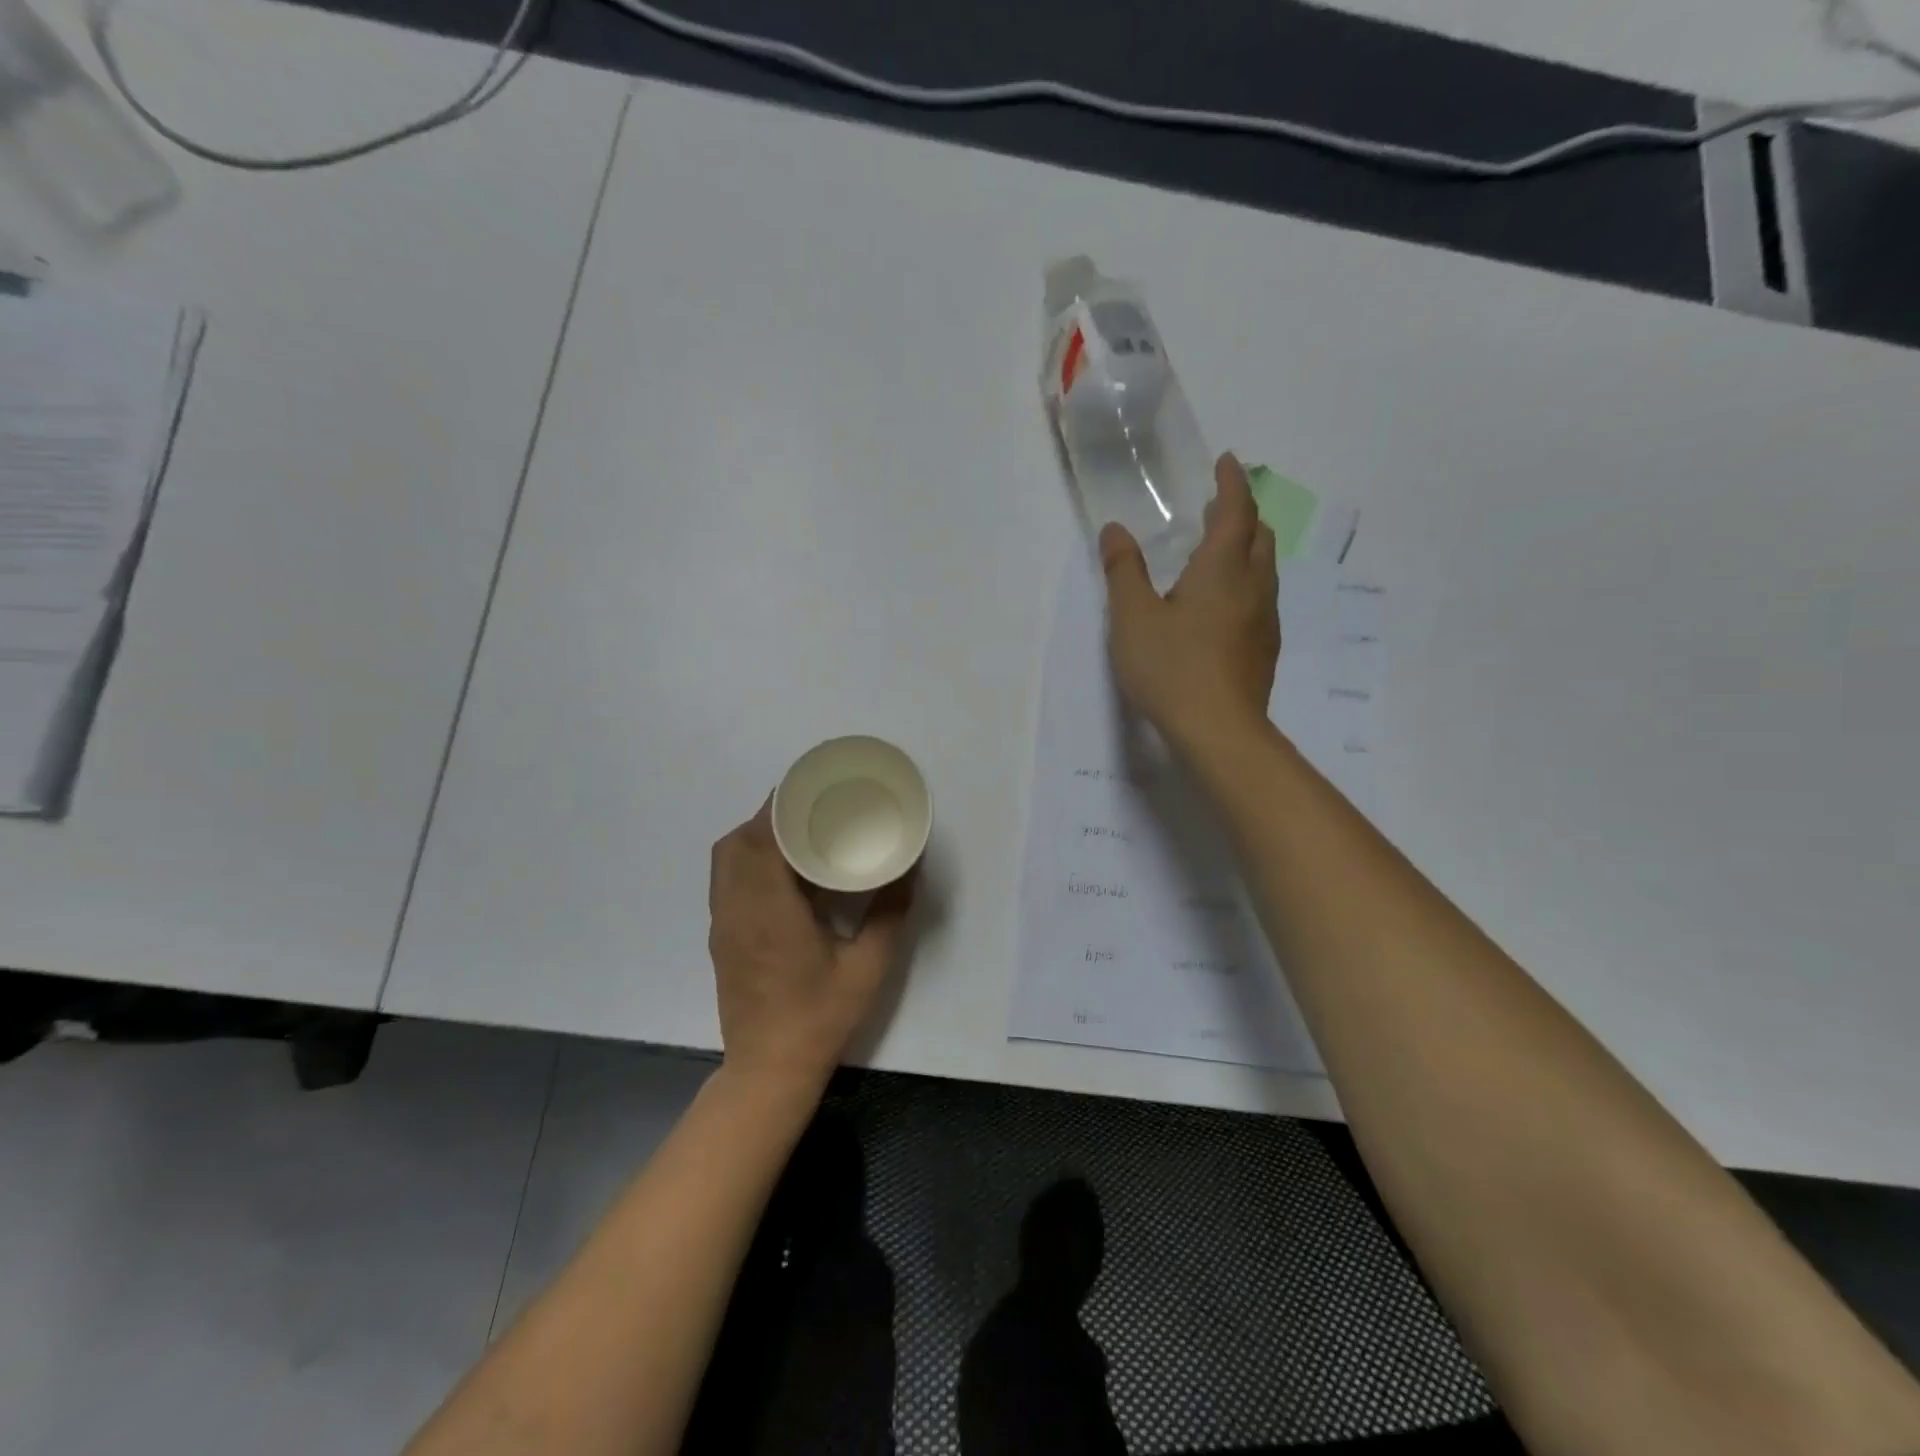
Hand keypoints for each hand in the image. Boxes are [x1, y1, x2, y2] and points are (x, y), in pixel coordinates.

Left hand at [708, 800, 913, 1095]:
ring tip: (796, 834)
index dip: (779, 807)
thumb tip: (909, 867)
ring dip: (754, 837)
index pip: (761, 839)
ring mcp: (722, 924)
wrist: (768, 1070)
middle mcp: (737, 908)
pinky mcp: (720, 937)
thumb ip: (890, 913)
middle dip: (768, 816)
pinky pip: (725, 881)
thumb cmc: (820, 1017)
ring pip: (725, 860)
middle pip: (737, 842)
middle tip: (809, 808)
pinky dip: (747, 861)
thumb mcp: (869, 966)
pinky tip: (783, 873)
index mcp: (769, 909)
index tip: (808, 789)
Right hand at [1100, 452, 1278, 753]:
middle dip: (1242, 515)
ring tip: (1220, 552)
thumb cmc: (1171, 667)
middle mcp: (1253, 587)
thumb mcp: (1132, 618)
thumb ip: (1124, 571)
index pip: (1237, 511)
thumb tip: (1115, 530)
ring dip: (1246, 549)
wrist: (1219, 731)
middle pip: (1259, 536)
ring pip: (1264, 569)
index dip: (1232, 483)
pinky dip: (1246, 582)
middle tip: (1218, 508)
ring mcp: (1265, 620)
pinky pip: (1261, 599)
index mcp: (1222, 569)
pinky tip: (1223, 605)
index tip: (1227, 462)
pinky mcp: (1264, 649)